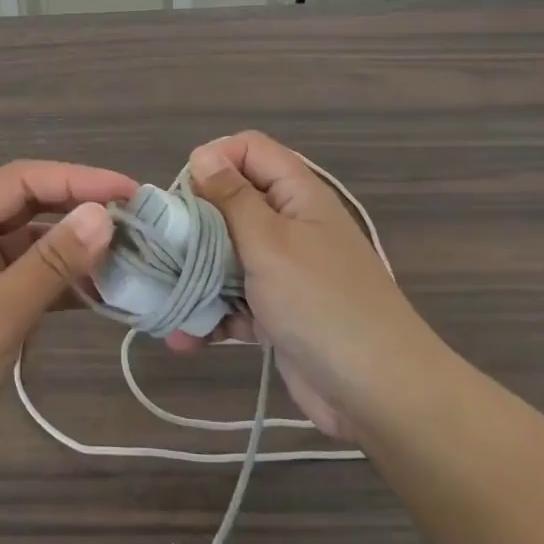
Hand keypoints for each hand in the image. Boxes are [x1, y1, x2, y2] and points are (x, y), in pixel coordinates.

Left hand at [0, 160, 137, 466]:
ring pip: (31, 243)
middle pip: (29, 206)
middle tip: (137, 222)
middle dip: (80, 211)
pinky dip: (60, 282)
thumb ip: (52, 262)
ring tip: (128, 259)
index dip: (79, 179)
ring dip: (74, 249)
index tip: (131, 192)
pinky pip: (27, 277)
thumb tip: (104, 215)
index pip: (24, 180)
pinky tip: (98, 293)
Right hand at [170, 132, 436, 443]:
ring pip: (226, 255)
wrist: (379, 393)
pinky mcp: (277, 312)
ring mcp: (283, 271)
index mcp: (297, 195)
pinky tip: (186, 338)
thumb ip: (233, 198)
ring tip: (164, 300)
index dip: (214, 160)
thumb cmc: (321, 303)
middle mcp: (290, 225)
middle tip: (166, 246)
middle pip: (231, 203)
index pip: (250, 150)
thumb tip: (204, 154)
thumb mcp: (270, 242)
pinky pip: (235, 300)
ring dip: (196, 276)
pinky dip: (212, 316)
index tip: (184, 192)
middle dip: (194, 224)